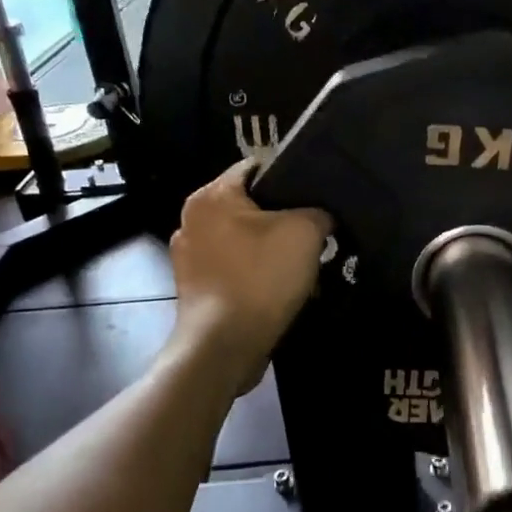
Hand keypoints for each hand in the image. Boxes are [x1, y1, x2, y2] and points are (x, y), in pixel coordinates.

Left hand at [169, 162, 331, 392]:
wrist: (225, 345)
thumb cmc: (261, 278)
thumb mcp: (306, 232)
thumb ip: (319, 211)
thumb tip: (322, 215)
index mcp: (211, 196)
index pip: (255, 166)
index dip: (290, 176)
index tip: (317, 195)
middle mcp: (192, 220)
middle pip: (250, 206)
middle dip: (283, 218)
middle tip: (315, 232)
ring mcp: (189, 258)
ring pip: (243, 240)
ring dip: (270, 249)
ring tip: (301, 264)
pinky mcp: (195, 289)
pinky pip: (235, 269)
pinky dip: (256, 274)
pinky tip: (279, 288)